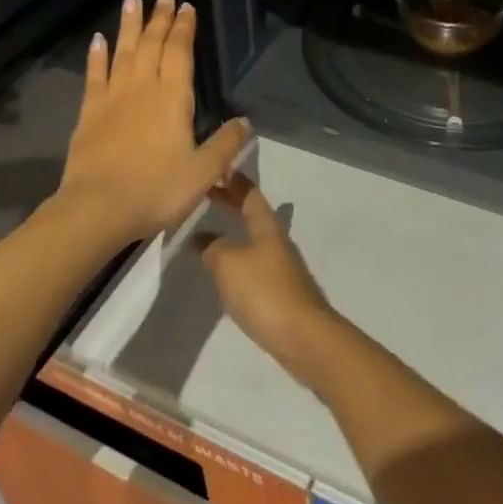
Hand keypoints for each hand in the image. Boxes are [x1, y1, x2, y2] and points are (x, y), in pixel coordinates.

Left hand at [56, 0, 249, 250]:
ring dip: (129, 25)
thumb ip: (226, 144)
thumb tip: (245, 121)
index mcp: (173, 98)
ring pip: (123, 52)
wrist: (97, 209)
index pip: (180, 53)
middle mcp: (142, 89)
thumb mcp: (204, 172)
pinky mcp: (89, 114)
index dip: (184, 28)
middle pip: (152, 45)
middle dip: (160, 19)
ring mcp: (112, 99)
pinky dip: (96, 56)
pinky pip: (94, 76)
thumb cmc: (157, 190)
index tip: (186, 7)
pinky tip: (97, 40)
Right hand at [197, 175, 339, 374]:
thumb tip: (201, 238)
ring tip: (209, 231)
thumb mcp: (228, 263)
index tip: (218, 167)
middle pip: (253, 214)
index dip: (235, 180)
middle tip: (207, 194)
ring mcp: (280, 266)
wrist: (302, 336)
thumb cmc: (264, 291)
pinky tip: (225, 270)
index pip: (250, 193)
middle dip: (232, 203)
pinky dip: (237, 257)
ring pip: (254, 238)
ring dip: (234, 231)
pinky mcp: (279, 291)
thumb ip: (211, 247)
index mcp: (266, 226)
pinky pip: (254, 264)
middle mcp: (276, 240)